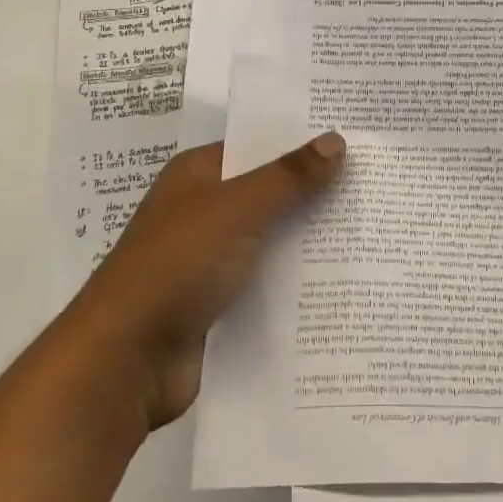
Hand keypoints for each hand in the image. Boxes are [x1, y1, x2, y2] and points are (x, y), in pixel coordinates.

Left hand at [71, 133, 345, 430]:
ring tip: (373, 229)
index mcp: (199, 173)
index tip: (355, 140)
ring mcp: (211, 257)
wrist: (125, 361)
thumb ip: (289, 177)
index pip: (260, 145)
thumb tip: (337, 140)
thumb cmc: (177, 265)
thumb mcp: (237, 209)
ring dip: (310, 238)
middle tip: (377, 184)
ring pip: (272, 237)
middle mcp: (205, 209)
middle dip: (316, 191)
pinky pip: (267, 279)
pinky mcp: (220, 301)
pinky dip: (296, 278)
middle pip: (270, 191)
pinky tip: (343, 279)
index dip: (303, 142)